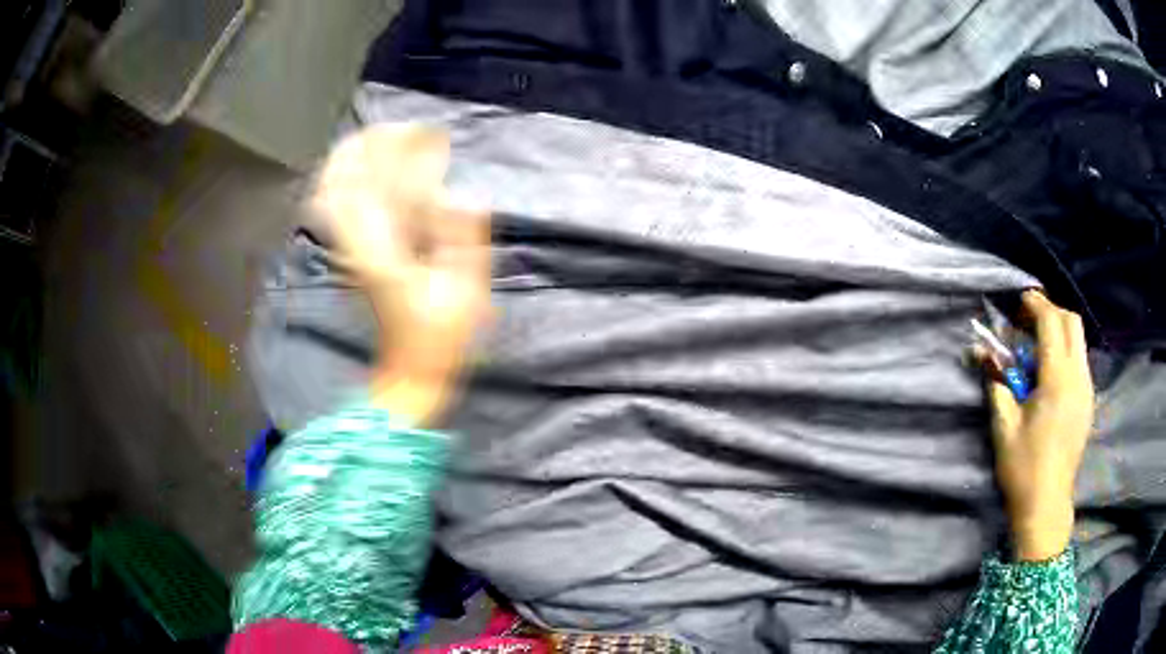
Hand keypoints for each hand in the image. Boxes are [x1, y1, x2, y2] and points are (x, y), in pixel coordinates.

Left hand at [312, 125, 490, 425]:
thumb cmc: (441, 336)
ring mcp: (353, 249)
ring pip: (336, 191)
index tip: (428, 133)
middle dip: (370, 145)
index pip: (380, 183)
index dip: (400, 150)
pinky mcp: (355, 255)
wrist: (410, 369)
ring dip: (354, 159)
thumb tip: (461, 196)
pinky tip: (363, 172)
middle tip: (402, 128)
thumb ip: (463, 241)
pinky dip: (346, 183)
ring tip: (383, 138)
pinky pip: (339, 210)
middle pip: (346, 180)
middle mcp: (359, 243)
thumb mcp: (465, 293)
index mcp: (384, 248)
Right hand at [979, 291, 1094, 561]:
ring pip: (1079, 340)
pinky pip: (1081, 361)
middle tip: (1030, 322)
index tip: (1020, 302)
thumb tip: (979, 352)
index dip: (1036, 305)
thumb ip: (997, 382)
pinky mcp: (1088, 402)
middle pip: (1072, 322)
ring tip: (1038, 347)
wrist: (1046, 505)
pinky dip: (1067, 352)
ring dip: (1060, 331)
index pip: (1051, 322)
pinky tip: (1051, 373)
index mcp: (1058, 379)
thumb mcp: (1004, 425)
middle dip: (1051, 312)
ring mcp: (1087, 389)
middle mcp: (1078, 377)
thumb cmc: (1023, 467)